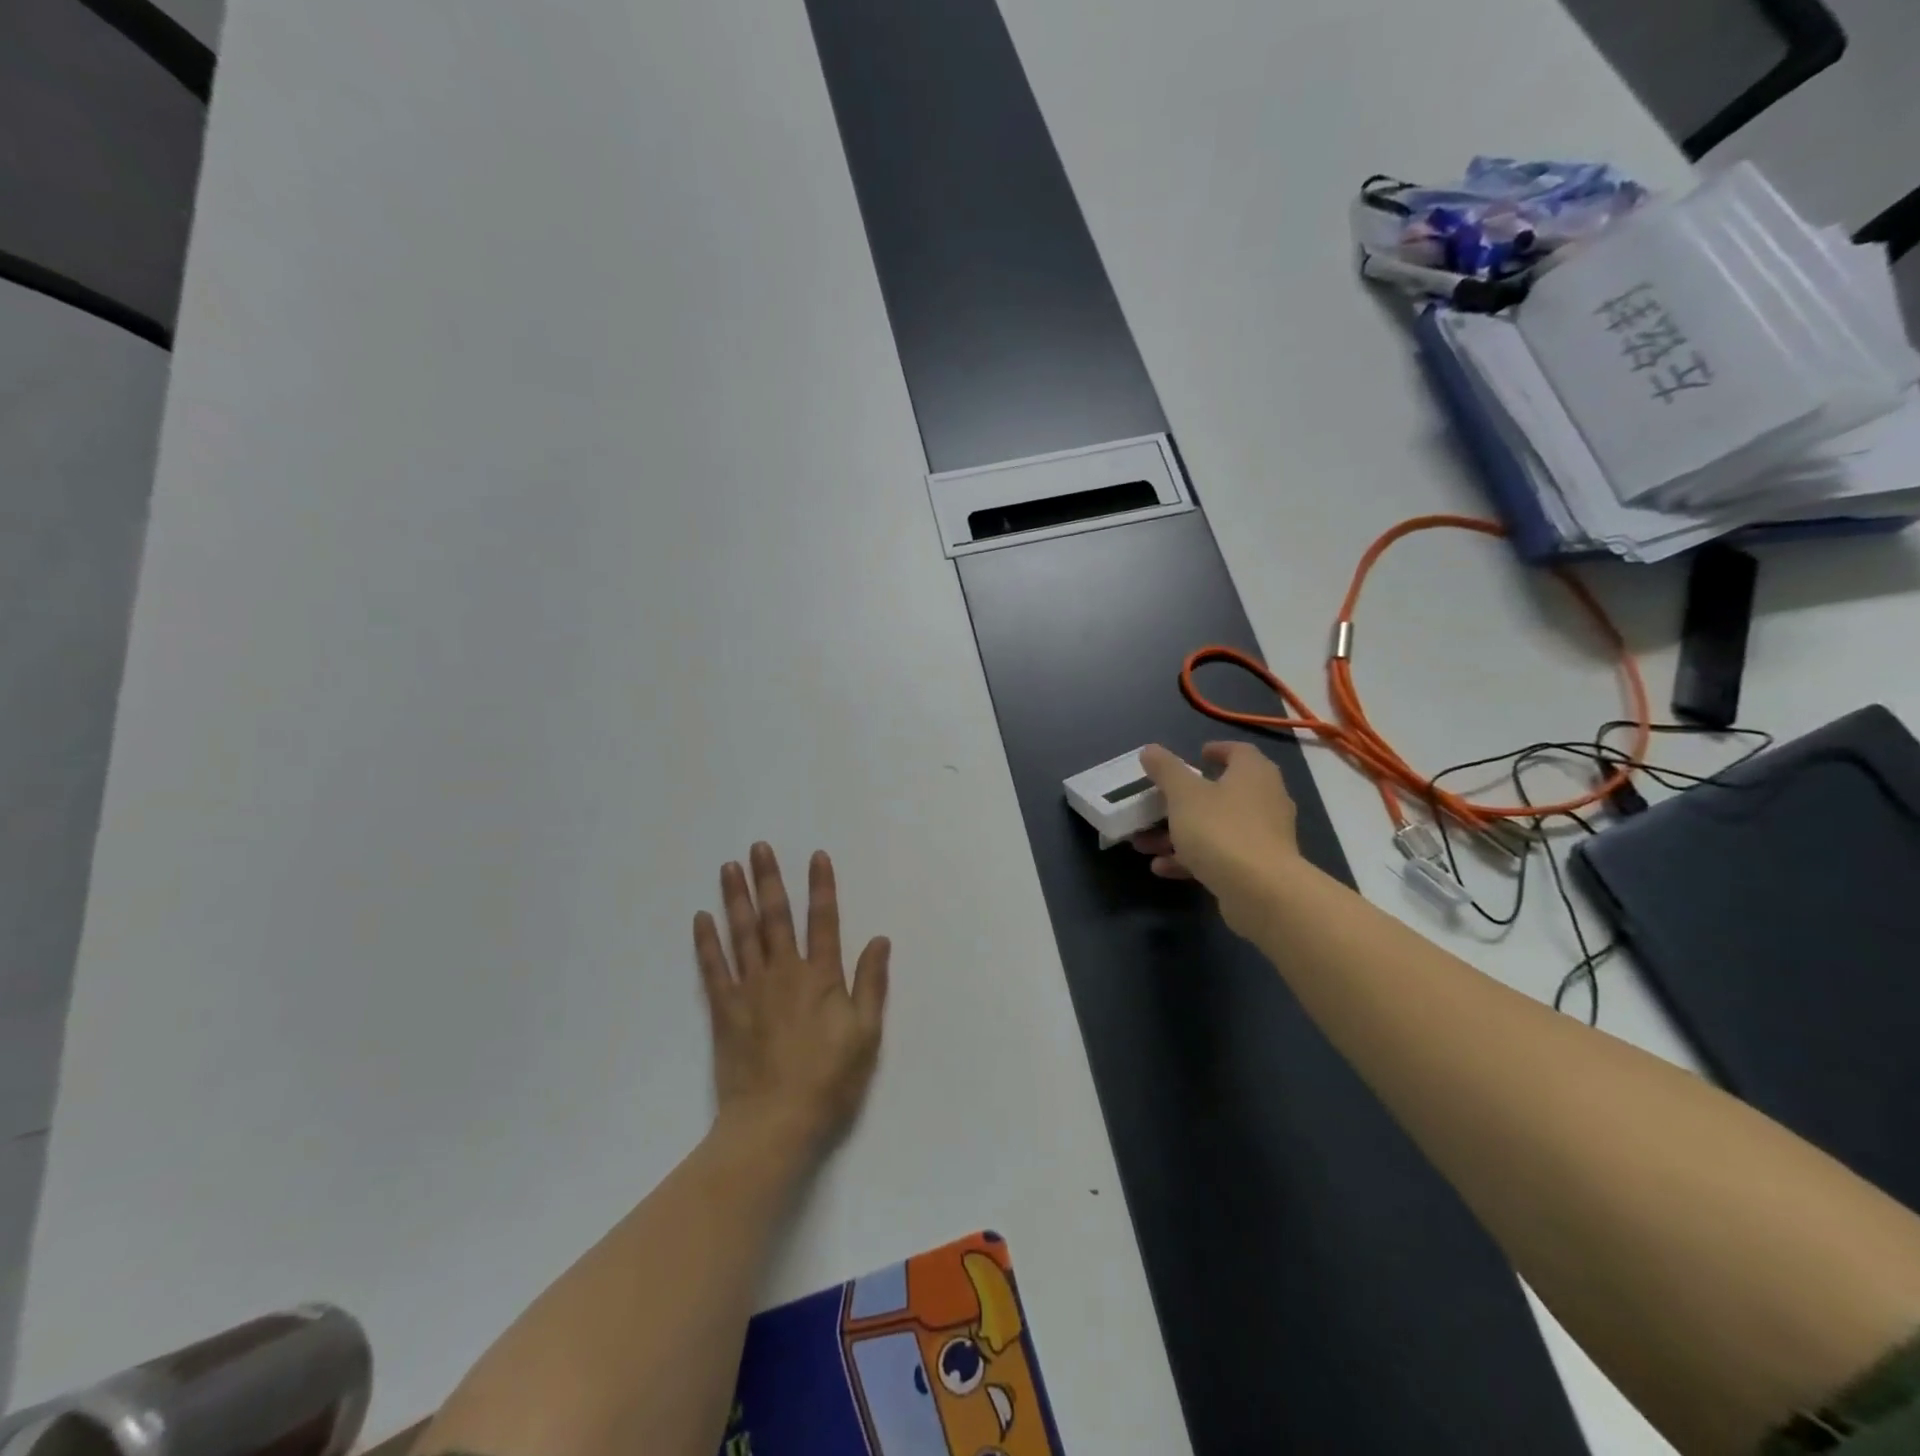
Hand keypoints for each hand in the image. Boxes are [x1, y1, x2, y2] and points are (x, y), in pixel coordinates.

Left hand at [693, 844, 889, 1162]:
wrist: (774, 1124)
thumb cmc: (829, 1081)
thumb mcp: (866, 1035)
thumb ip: (871, 984)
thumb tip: (880, 940)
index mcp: (821, 977)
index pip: (823, 921)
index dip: (821, 887)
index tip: (816, 855)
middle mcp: (784, 973)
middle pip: (775, 917)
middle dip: (769, 879)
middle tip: (758, 848)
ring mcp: (750, 990)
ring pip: (742, 934)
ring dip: (736, 898)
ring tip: (729, 867)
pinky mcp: (725, 1011)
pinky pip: (713, 969)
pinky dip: (707, 942)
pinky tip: (702, 918)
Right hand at [1131, 742, 1301, 935]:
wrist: (1261, 892)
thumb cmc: (1221, 830)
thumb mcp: (1184, 794)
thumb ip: (1166, 770)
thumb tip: (1150, 750)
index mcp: (1253, 774)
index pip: (1239, 751)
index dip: (1217, 750)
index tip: (1197, 754)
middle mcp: (1265, 800)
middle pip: (1222, 792)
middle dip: (1183, 800)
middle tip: (1158, 802)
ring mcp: (1264, 836)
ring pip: (1216, 827)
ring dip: (1180, 833)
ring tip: (1145, 844)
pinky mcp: (1258, 867)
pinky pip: (1220, 854)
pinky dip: (1192, 857)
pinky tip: (1162, 868)